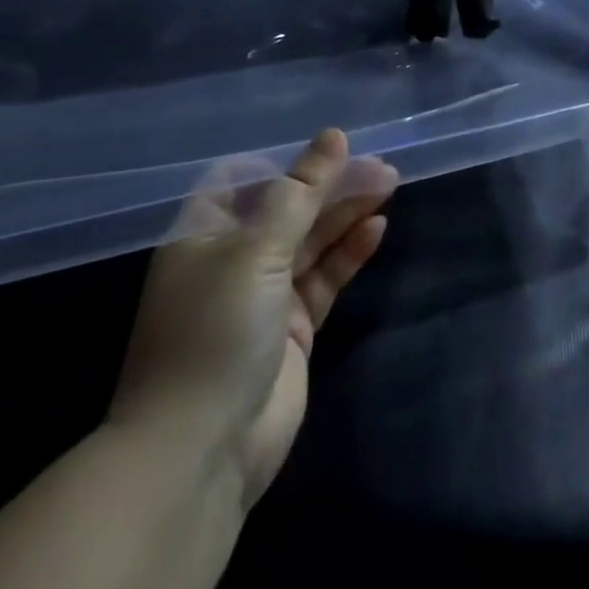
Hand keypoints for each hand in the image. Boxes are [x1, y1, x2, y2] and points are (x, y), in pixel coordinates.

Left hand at [107, 129, 397, 509]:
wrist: (199, 452)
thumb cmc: (216, 330)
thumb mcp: (257, 249)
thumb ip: (301, 191)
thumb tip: (335, 135)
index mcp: (205, 233)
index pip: (249, 179)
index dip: (290, 162)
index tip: (334, 146)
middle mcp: (232, 259)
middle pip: (289, 208)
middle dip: (331, 186)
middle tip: (381, 167)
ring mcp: (263, 296)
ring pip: (311, 241)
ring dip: (346, 214)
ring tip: (389, 185)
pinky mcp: (291, 330)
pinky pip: (323, 278)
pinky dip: (348, 253)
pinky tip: (376, 228)